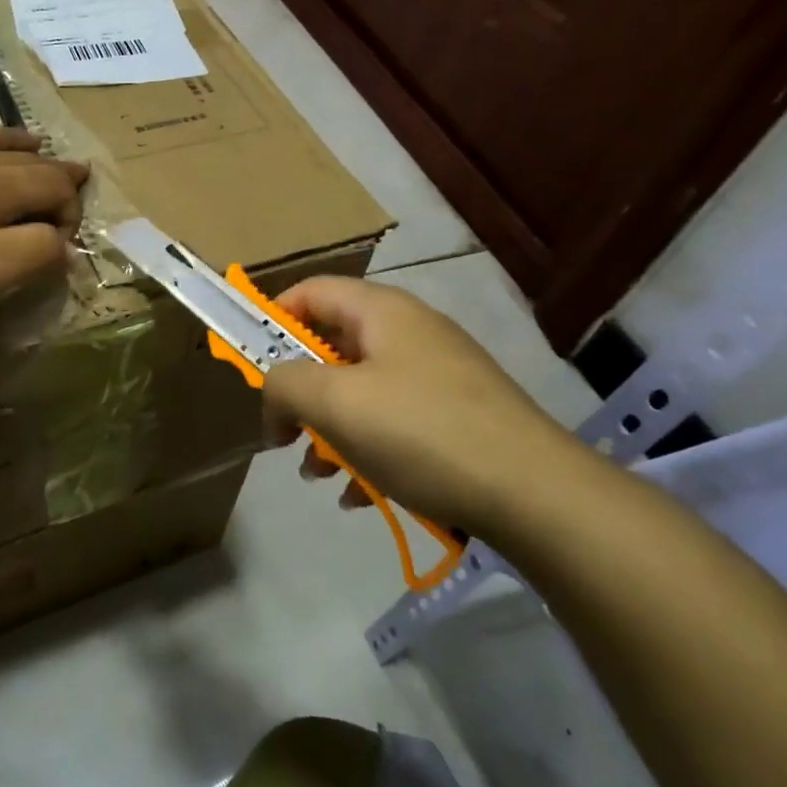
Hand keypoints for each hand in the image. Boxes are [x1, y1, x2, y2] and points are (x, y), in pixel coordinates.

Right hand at [261, 276, 599, 541]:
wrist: (536, 494)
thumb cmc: (421, 432)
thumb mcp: (333, 403)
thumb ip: (283, 384)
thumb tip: (275, 396)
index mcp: (381, 312)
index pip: (310, 291)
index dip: (272, 319)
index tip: (251, 365)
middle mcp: (411, 333)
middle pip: (333, 348)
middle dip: (301, 394)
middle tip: (285, 434)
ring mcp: (439, 376)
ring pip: (361, 392)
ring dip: (330, 431)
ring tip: (321, 474)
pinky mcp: (459, 418)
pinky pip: (395, 424)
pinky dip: (369, 453)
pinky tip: (362, 495)